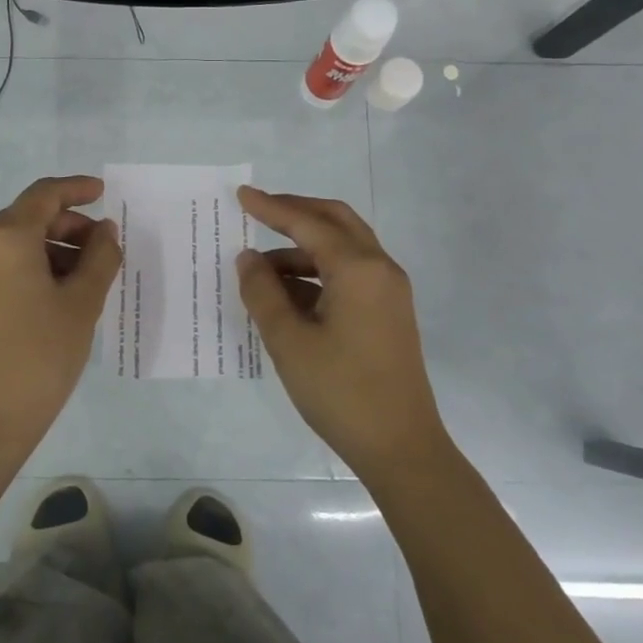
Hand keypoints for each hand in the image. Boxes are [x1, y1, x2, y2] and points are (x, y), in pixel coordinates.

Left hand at [0, 175, 121, 454]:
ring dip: (52, 246)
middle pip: (28, 216)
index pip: (44, 195)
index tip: (103, 193)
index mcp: (5, 238)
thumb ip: (100, 256)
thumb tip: (105, 230)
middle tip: (104, 248)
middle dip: (69, 225)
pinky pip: (1, 263)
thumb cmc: (41, 356)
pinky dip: (31, 264)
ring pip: (15, 241)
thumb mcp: (82, 303)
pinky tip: (58, 291)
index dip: (76, 189)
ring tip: (86, 276)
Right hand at [235, 186, 446, 480]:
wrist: (400, 447)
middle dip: (295, 212)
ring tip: (260, 269)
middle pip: (335, 221)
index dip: (272, 208)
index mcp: (358, 269)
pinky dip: (317, 272)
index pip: (308, 224)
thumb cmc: (340, 391)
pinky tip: (287, 292)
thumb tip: (248, 258)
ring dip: (302, 248)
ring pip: (342, 248)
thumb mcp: (289, 341)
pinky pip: (349, 273)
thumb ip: (263, 292)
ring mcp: (388, 290)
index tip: (241, 195)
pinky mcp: (387, 312)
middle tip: (257, 211)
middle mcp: (379, 269)